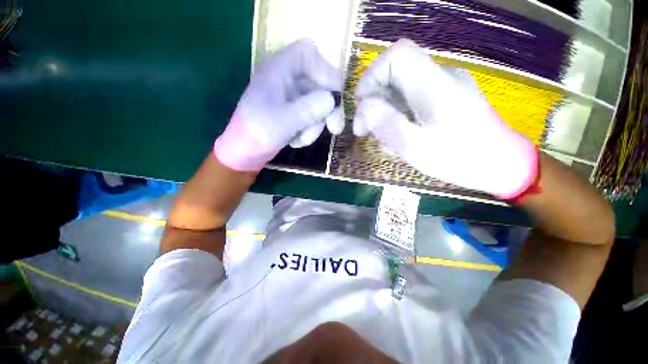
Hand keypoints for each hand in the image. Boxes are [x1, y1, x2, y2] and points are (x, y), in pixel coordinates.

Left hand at [214, 39, 342, 171]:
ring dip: (315, 125)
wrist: (244, 153)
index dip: (326, 70)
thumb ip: (307, 110)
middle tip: (335, 128)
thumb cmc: (256, 133)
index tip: (336, 95)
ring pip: (318, 104)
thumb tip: (331, 100)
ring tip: (301, 140)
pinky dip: (309, 131)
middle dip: (327, 109)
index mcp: (278, 70)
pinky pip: (312, 117)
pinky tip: (297, 141)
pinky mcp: (294, 113)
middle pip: (319, 83)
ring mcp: (291, 98)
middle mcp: (287, 80)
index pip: (308, 53)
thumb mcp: (282, 122)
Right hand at [353, 39, 537, 198]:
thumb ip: (387, 124)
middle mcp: (441, 76)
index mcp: (435, 85)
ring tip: (383, 135)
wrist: (500, 165)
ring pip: (402, 86)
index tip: (361, 105)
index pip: (397, 56)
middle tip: (366, 129)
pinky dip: (398, 111)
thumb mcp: (415, 147)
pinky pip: (413, 96)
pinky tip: (399, 131)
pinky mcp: (446, 96)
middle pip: (396, 72)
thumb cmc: (459, 159)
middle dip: (375, 98)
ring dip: (385, 108)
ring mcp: (446, 85)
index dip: (372, 76)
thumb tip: (363, 108)